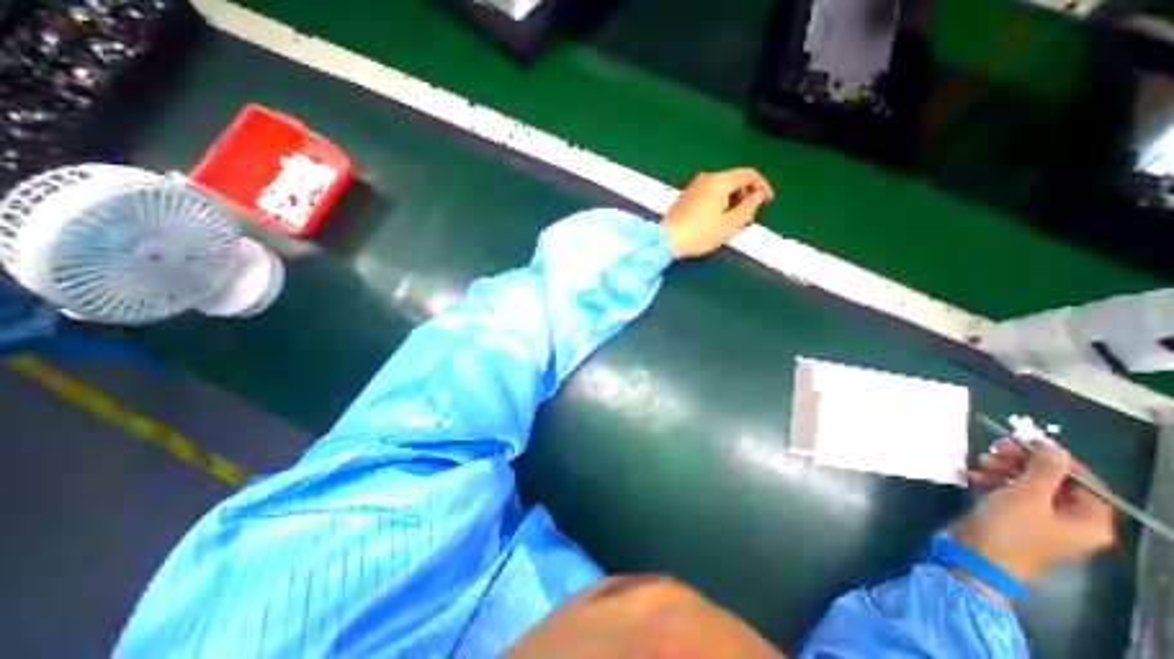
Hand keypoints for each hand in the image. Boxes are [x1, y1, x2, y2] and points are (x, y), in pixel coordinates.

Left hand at [664, 168, 776, 256]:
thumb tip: (758, 196)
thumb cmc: (699, 234)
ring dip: (734, 200)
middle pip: (735, 179)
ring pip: (723, 186)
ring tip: (735, 220)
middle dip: (747, 195)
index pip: (749, 174)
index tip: (768, 202)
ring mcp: (695, 186)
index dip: (762, 186)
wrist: (665, 240)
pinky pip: (711, 192)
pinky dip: (721, 201)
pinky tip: (719, 218)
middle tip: (750, 216)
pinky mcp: (687, 195)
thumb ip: (748, 208)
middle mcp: (707, 178)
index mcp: (719, 181)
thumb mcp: (729, 225)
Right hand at [952, 440, 1112, 588]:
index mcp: (1088, 521)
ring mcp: (1039, 518)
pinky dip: (992, 480)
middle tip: (996, 447)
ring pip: (1026, 484)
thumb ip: (1043, 471)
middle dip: (1022, 463)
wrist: (977, 553)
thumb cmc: (1010, 527)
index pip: (1084, 483)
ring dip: (1003, 469)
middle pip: (1052, 482)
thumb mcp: (1027, 496)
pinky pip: (1008, 492)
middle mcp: (1069, 520)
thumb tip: (1054, 447)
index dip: (1057, 461)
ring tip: (980, 462)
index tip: (1026, 442)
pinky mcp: (1012, 516)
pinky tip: (973, 476)